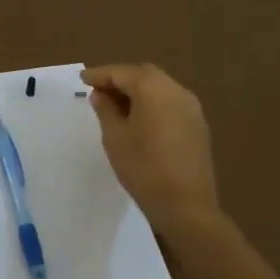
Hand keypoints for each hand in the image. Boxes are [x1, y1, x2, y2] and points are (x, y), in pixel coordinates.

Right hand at [81, 64, 219, 234]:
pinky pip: (170, 103)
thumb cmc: (143, 168)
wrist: (186, 205)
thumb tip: (101, 94)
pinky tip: (138, 118)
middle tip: (98, 90)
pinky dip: (152, 103)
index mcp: (154, 89)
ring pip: (159, 88)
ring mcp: (191, 108)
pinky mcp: (197, 125)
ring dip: (137, 90)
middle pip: (144, 75)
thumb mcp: (115, 137)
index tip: (82, 79)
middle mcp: (176, 91)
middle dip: (120, 78)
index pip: (122, 72)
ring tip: (115, 105)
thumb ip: (106, 110)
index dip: (100, 74)